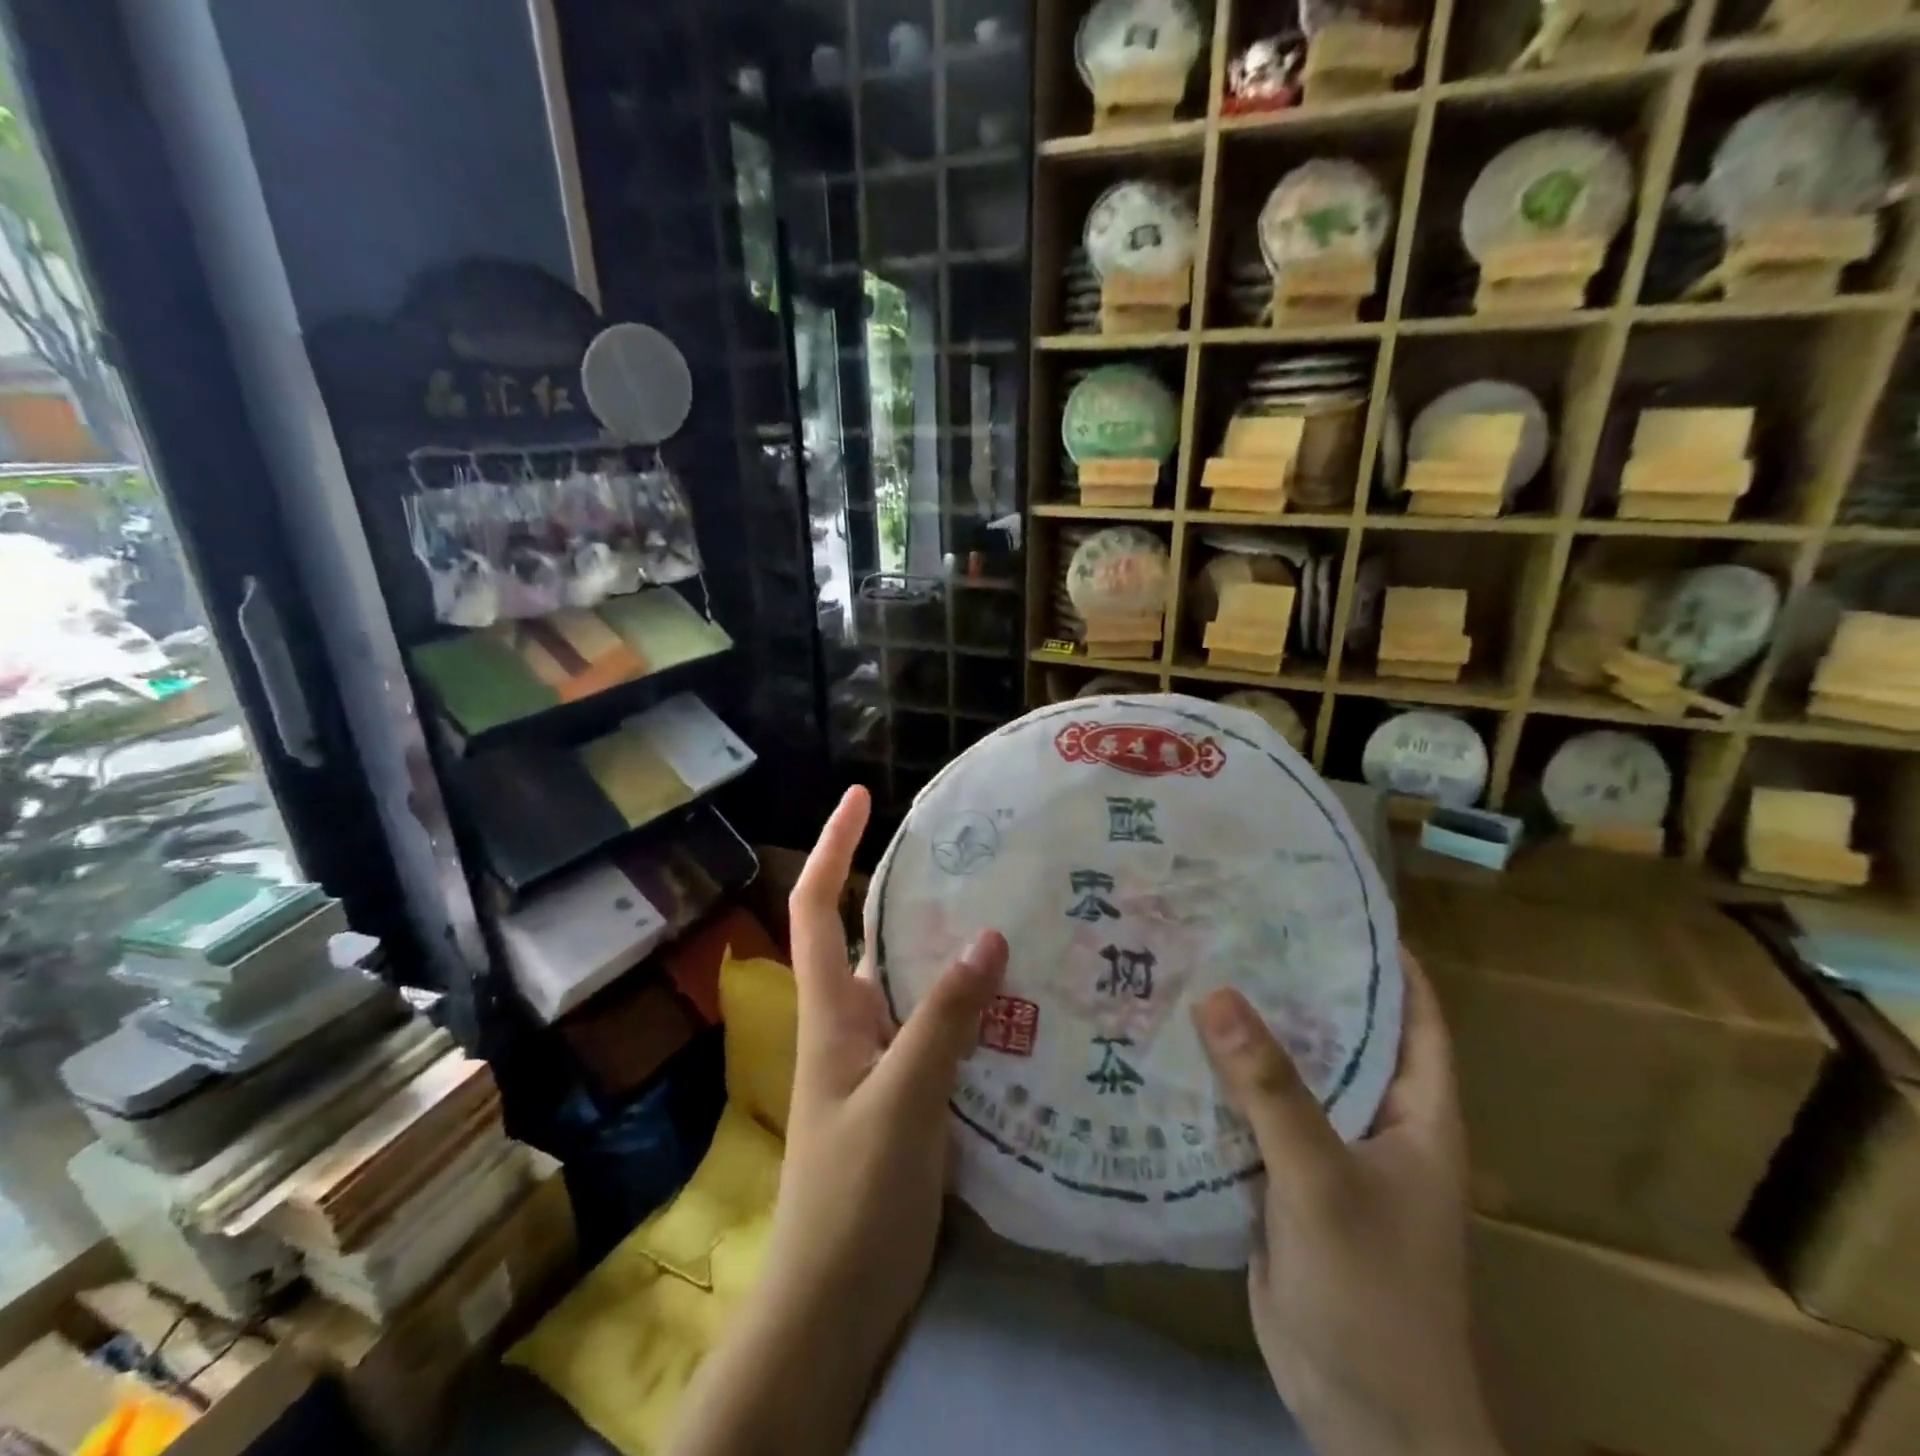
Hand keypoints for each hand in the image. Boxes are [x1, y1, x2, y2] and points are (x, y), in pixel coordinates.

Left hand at [767, 785, 1008, 1369]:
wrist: (835, 1304)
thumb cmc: (853, 1196)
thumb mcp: (902, 1100)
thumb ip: (943, 1020)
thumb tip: (988, 935)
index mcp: (831, 1009)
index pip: (816, 906)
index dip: (833, 847)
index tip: (861, 796)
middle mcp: (853, 1021)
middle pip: (875, 935)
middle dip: (911, 890)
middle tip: (976, 857)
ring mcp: (882, 1059)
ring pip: (916, 982)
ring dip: (951, 948)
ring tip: (1014, 912)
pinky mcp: (910, 1094)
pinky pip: (941, 1029)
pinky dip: (972, 1005)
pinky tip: (1020, 997)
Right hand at [1193, 952, 1501, 1455]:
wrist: (1361, 1417)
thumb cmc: (1373, 1291)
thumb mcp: (1322, 1178)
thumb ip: (1270, 1088)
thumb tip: (1214, 994)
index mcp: (1417, 1110)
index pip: (1413, 1011)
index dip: (1381, 955)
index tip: (1323, 902)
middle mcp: (1377, 1118)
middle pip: (1338, 1032)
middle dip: (1293, 982)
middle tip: (1233, 925)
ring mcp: (1328, 1149)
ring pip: (1289, 1072)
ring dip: (1249, 1032)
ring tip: (1194, 968)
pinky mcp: (1286, 1177)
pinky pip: (1255, 1112)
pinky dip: (1224, 1081)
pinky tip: (1175, 1046)